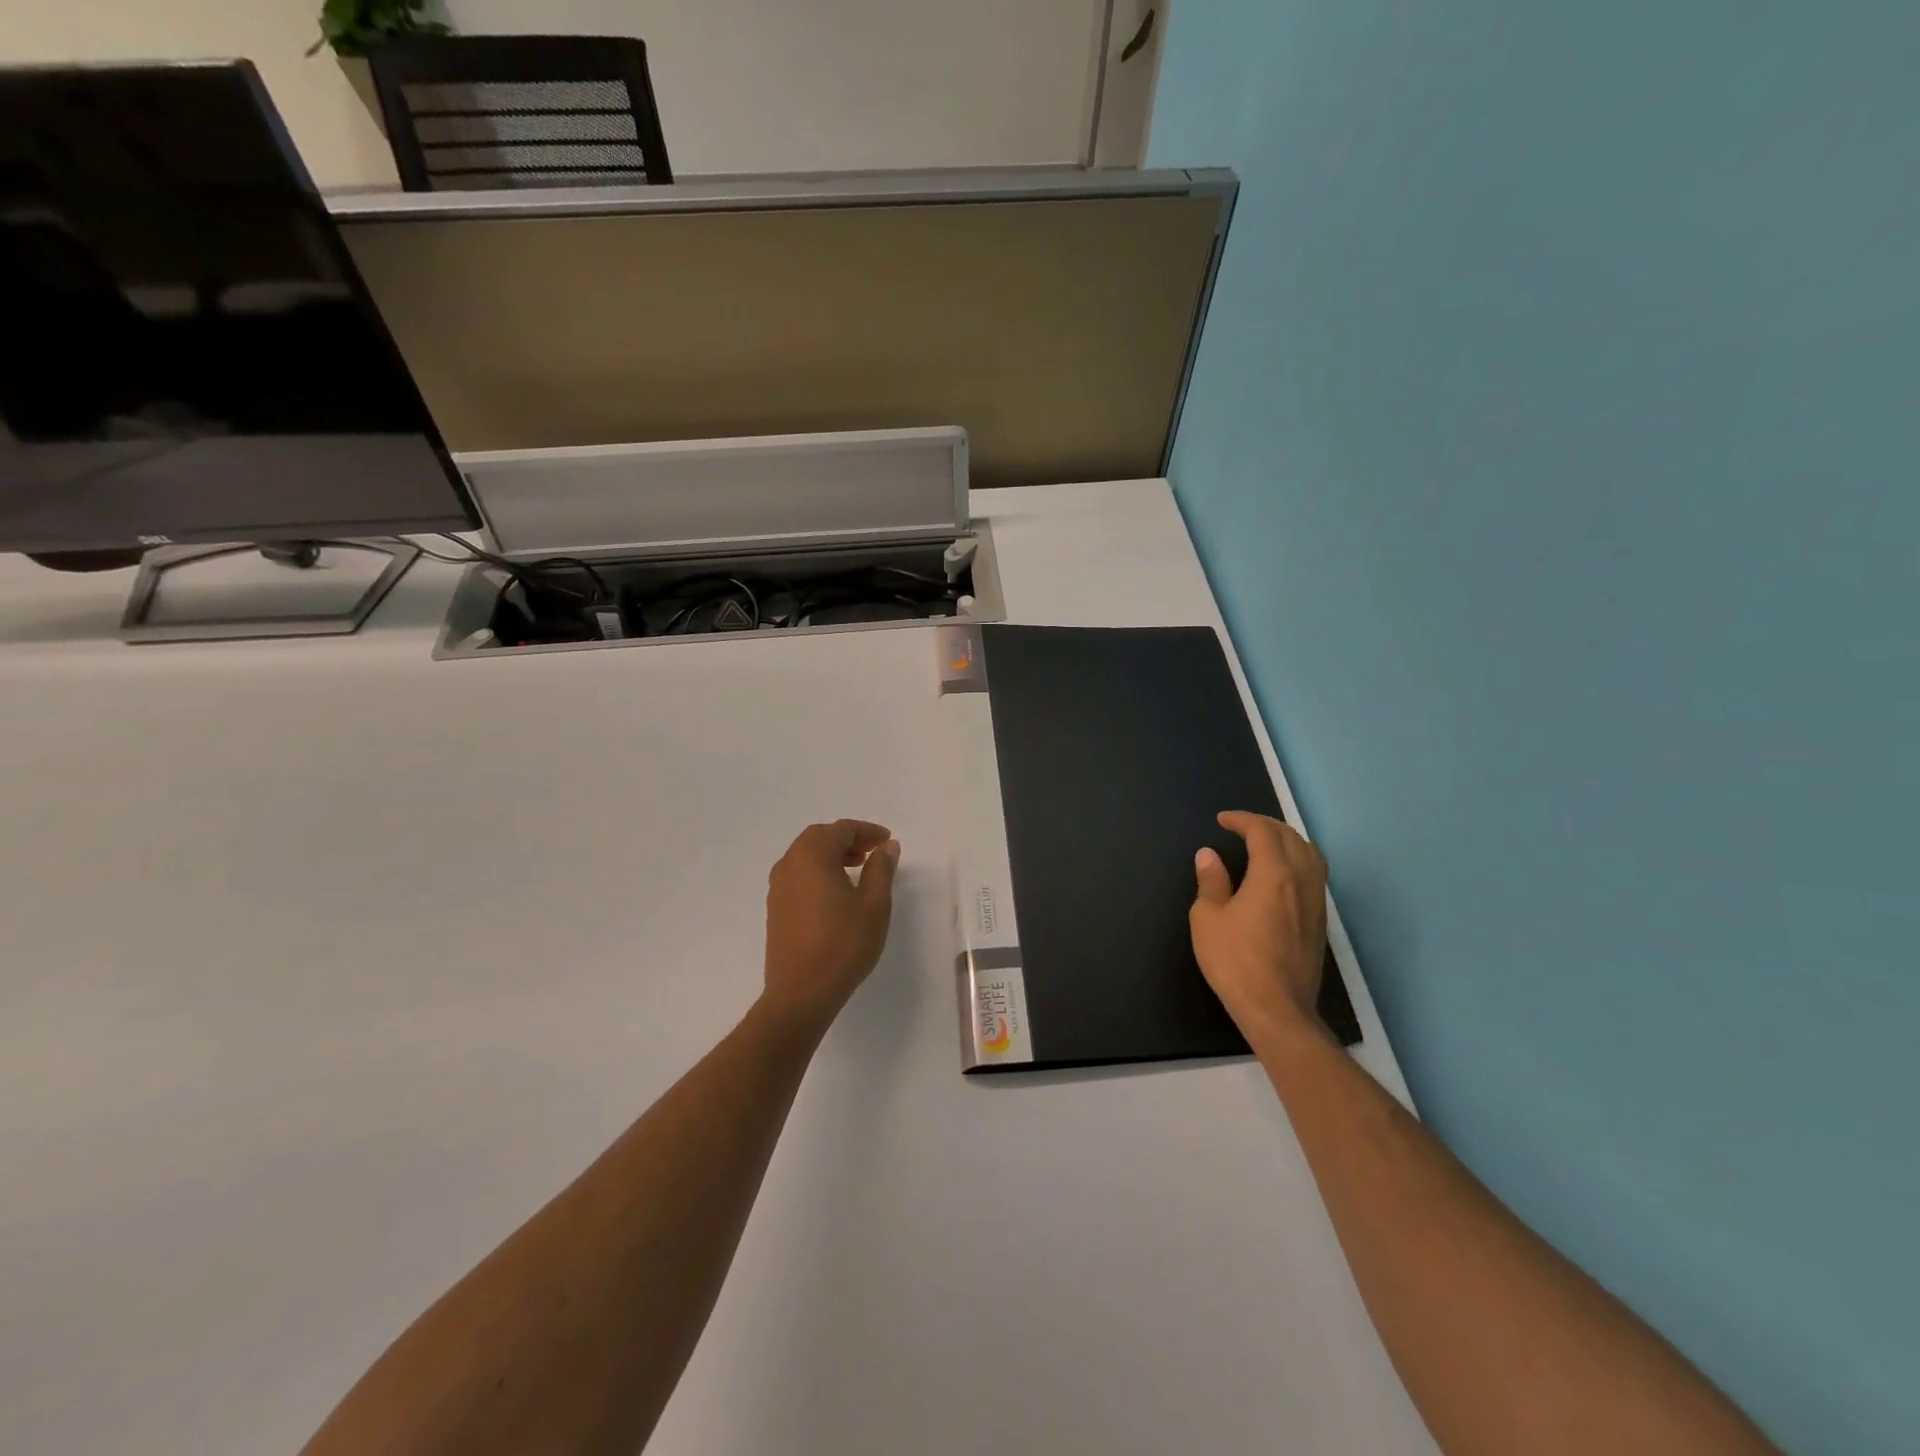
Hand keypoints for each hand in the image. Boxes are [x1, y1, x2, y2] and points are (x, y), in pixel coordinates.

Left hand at [762, 820, 900, 1028]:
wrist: (801, 993)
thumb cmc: (843, 944)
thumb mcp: (874, 904)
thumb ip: (881, 869)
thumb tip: (886, 847)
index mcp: (812, 856)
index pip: (840, 830)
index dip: (866, 831)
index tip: (886, 841)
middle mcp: (789, 864)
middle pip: (819, 838)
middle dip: (847, 839)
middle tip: (872, 851)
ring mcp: (778, 888)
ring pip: (806, 857)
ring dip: (832, 855)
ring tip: (858, 869)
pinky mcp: (776, 909)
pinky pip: (798, 875)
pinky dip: (819, 872)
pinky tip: (837, 893)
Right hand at [1190, 811, 1330, 1042]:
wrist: (1277, 1009)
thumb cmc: (1236, 960)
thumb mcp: (1208, 918)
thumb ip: (1211, 882)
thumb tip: (1209, 856)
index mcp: (1274, 874)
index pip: (1263, 832)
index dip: (1242, 820)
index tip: (1222, 821)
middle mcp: (1302, 881)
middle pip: (1292, 838)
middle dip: (1267, 825)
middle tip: (1243, 826)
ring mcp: (1315, 903)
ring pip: (1311, 855)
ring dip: (1288, 841)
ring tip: (1266, 843)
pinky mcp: (1319, 923)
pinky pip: (1314, 876)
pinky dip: (1298, 861)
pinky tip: (1282, 875)